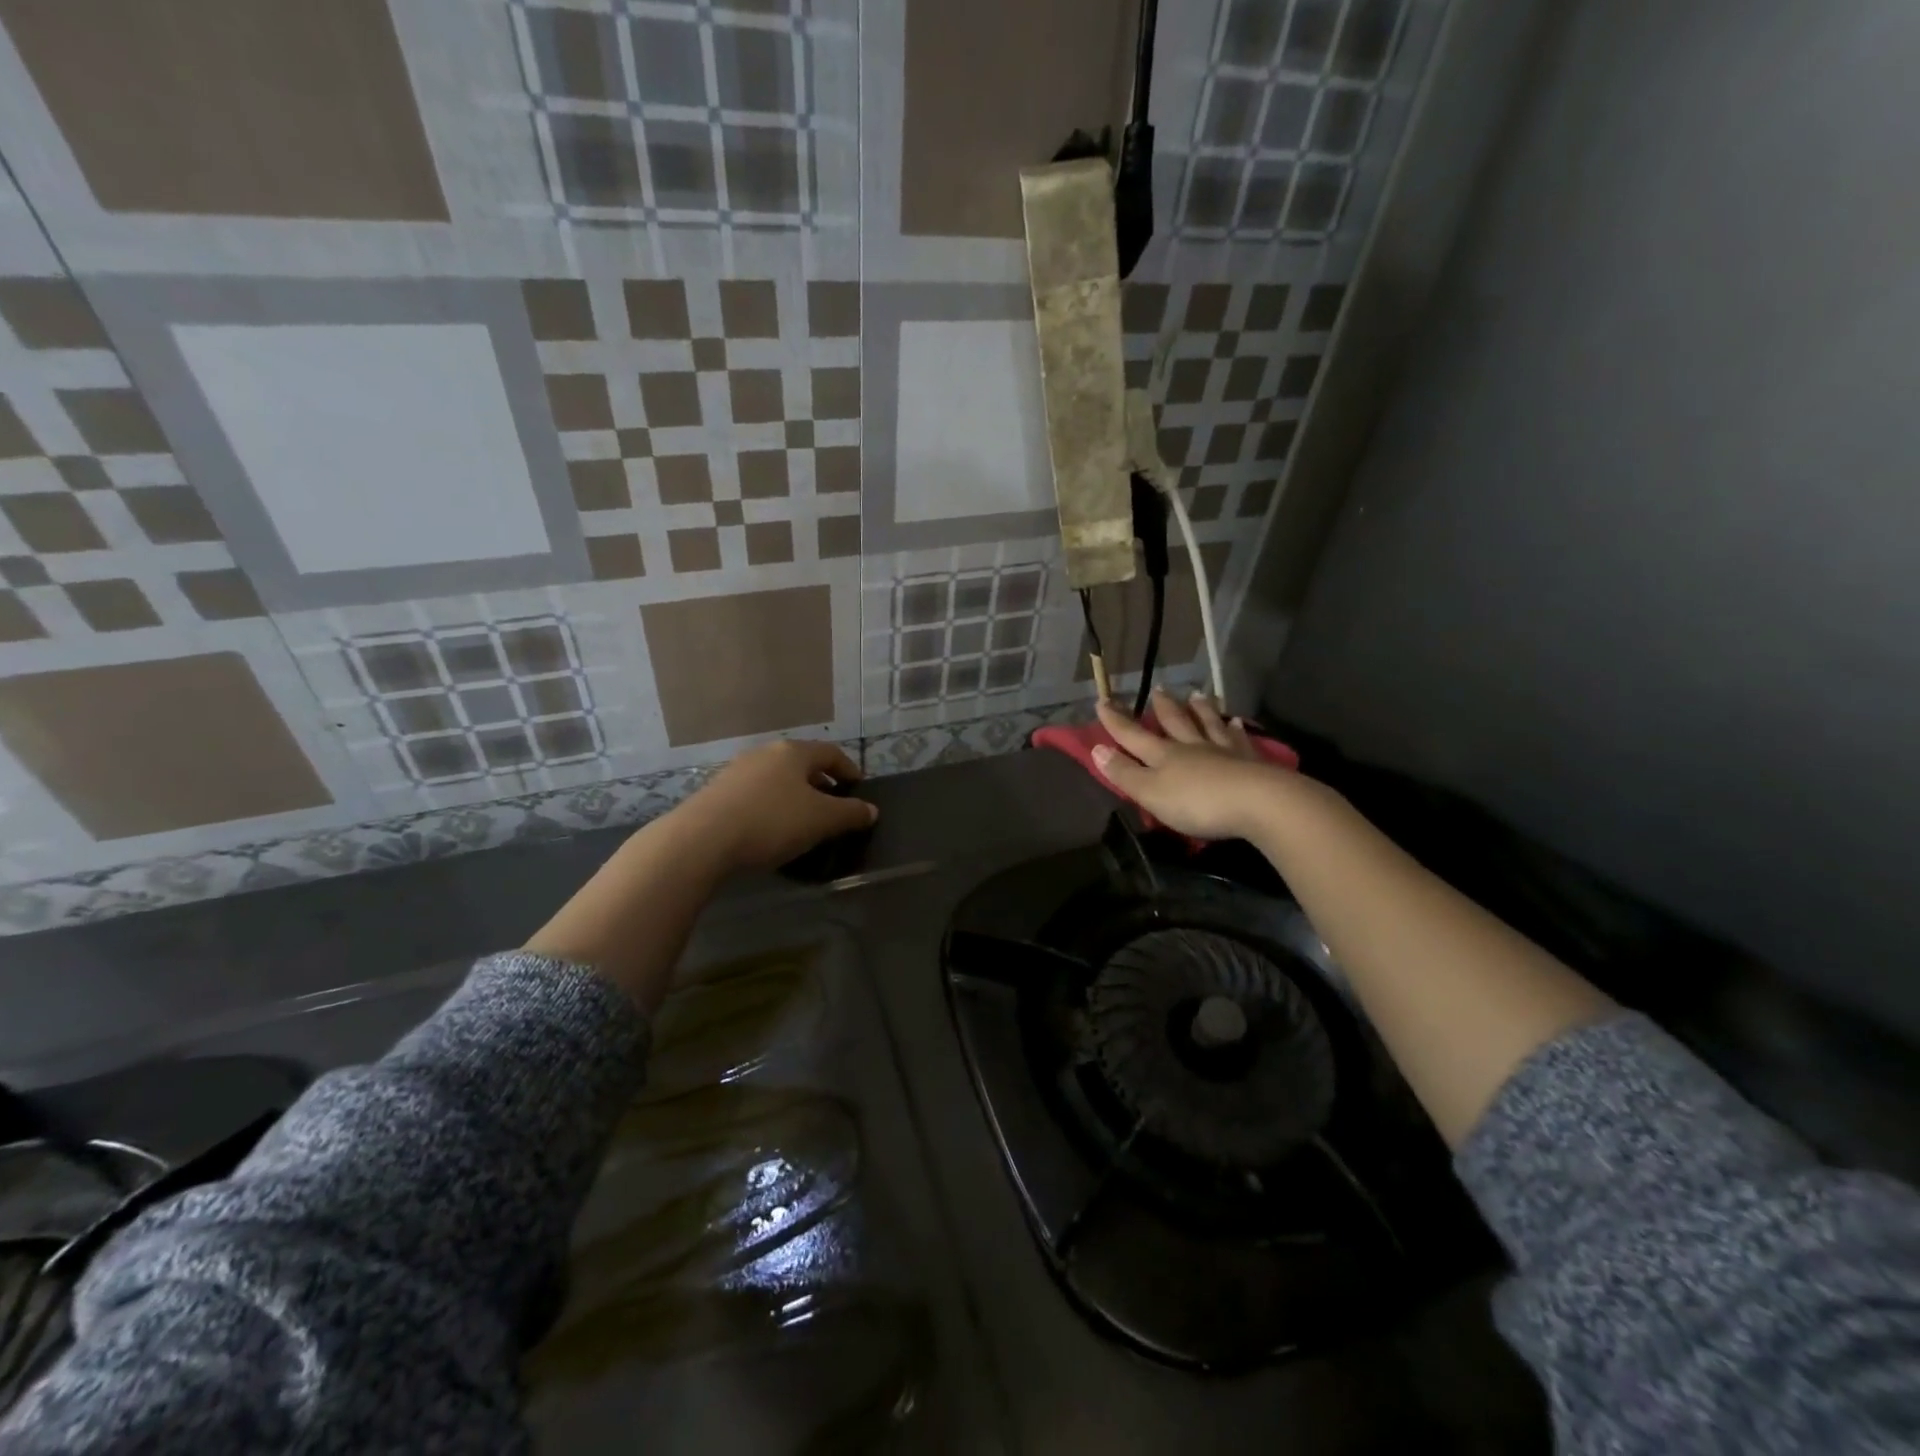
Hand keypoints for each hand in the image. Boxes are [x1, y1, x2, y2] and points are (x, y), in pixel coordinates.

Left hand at [668, 739, 876, 872]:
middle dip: (821, 783)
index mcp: (794, 752)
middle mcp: (765, 753)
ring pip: (776, 779)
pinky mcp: (716, 792)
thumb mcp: (821, 820)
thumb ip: (850, 813)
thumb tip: (871, 810)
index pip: (831, 753)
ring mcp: (737, 771)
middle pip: (802, 764)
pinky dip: (771, 806)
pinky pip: (755, 794)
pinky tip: (771, 829)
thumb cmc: (772, 822)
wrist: (702, 839)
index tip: (858, 788)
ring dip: (794, 796)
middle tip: (833, 806)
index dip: (849, 770)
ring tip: (803, 820)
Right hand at [1093, 688, 1294, 841]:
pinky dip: (1235, 729)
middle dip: (1163, 708)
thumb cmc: (1197, 802)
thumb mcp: (1151, 792)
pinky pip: (1239, 739)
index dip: (1116, 721)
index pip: (1133, 736)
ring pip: (1208, 725)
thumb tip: (1097, 748)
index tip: (1102, 701)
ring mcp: (1224, 751)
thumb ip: (1125, 773)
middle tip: (1158, 689)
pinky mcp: (1251, 762)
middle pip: (1175, 723)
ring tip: (1197, 695)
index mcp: (1164, 755)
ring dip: (1200, 710)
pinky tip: (1237, 721)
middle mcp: (1192, 747)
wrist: (1258, 802)